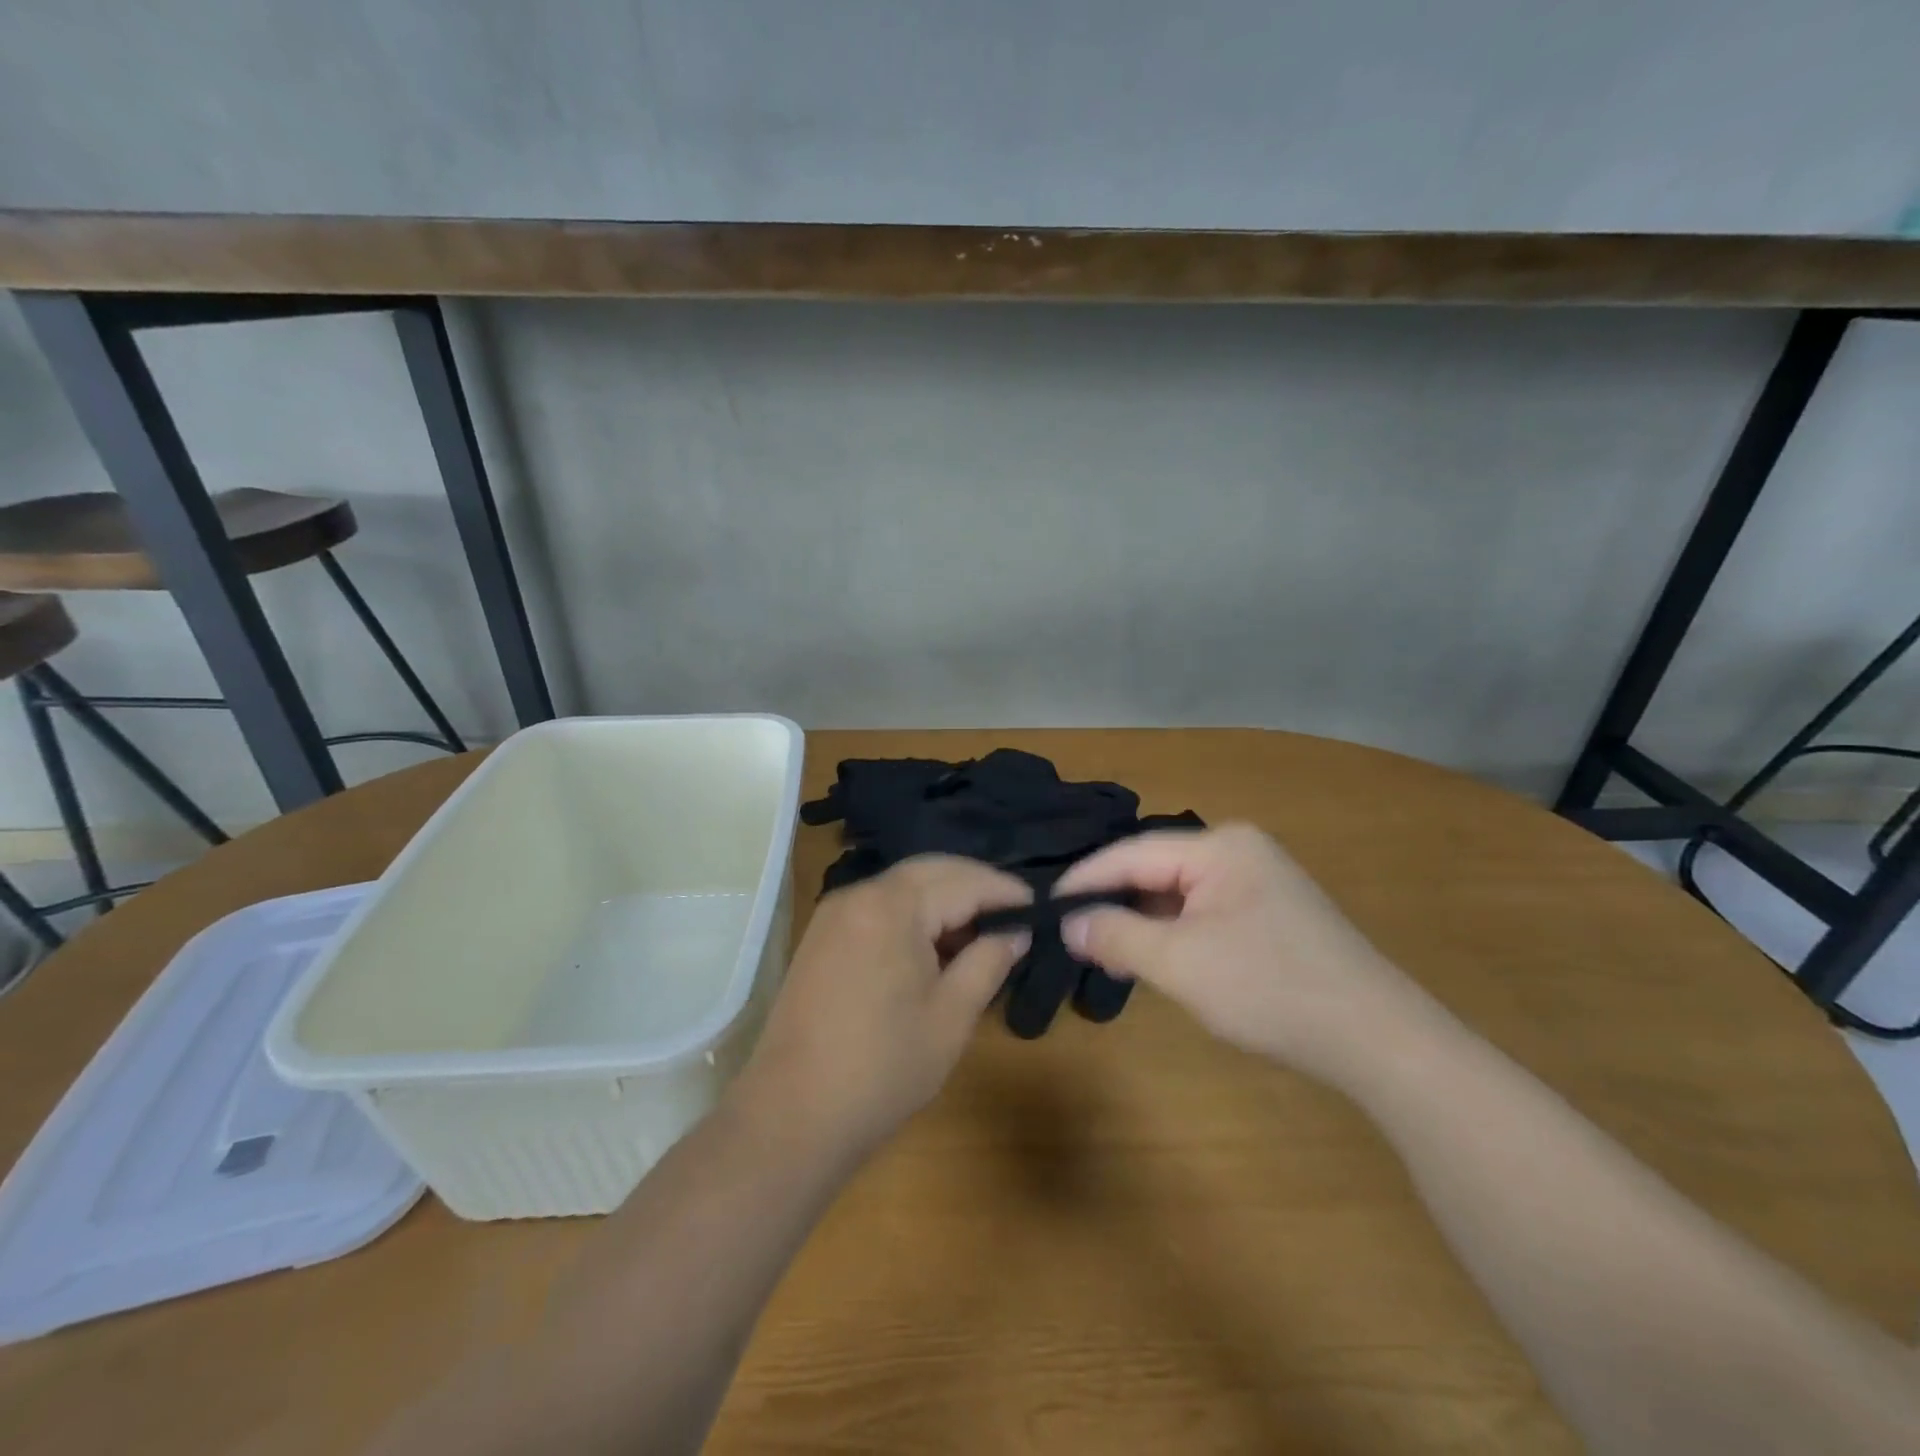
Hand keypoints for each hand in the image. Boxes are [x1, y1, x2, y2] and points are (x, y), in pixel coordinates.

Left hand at [738, 856, 1031, 1160]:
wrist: (791, 1116)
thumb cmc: (883, 1068)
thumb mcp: (951, 1016)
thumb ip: (988, 962)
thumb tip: (1016, 933)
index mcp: (892, 905)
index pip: (963, 880)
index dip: (1005, 892)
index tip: (1040, 909)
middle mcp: (859, 894)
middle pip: (931, 872)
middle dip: (975, 888)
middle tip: (1014, 917)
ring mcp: (834, 914)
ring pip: (903, 888)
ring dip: (944, 902)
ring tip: (980, 936)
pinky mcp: (822, 937)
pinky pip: (880, 908)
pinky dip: (913, 917)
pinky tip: (934, 948)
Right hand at [1055, 823, 1434, 1084]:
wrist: (1378, 1040)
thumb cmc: (1271, 989)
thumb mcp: (1180, 963)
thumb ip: (1116, 935)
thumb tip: (1068, 922)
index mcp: (1220, 846)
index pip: (1132, 853)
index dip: (1085, 879)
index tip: (1046, 907)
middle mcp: (1239, 850)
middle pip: (1155, 870)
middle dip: (1113, 904)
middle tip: (1073, 940)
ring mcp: (1259, 880)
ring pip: (1177, 894)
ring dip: (1142, 923)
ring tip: (1107, 956)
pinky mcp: (1271, 913)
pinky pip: (1203, 912)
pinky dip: (1174, 934)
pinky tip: (1158, 960)